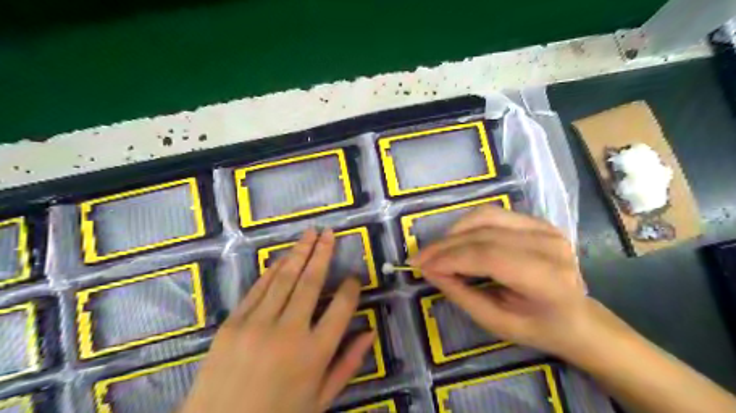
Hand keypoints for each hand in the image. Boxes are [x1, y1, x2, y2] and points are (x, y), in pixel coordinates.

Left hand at [177, 228, 373, 412]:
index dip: (351, 288)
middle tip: (329, 233)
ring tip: (310, 233)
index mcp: (315, 353)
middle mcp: (288, 332)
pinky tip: (283, 258)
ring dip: (299, 252)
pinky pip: (257, 289)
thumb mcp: (321, 398)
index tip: (354, 278)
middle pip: (311, 282)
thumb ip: (348, 364)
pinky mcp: (232, 323)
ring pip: (284, 279)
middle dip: (323, 253)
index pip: (341, 307)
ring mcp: (257, 325)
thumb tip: (370, 331)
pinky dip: (272, 271)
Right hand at [413, 207, 735, 412]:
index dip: (450, 258)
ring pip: (486, 217)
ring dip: (454, 231)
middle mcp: (549, 246)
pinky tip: (456, 238)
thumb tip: (429, 270)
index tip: (420, 265)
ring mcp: (546, 229)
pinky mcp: (538, 221)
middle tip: (419, 257)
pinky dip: (469, 224)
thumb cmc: (538, 327)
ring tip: (436, 249)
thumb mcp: (496, 322)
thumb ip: (461, 294)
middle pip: (483, 235)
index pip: (488, 257)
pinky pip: (494, 214)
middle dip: (445, 246)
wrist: (578, 317)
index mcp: (547, 279)